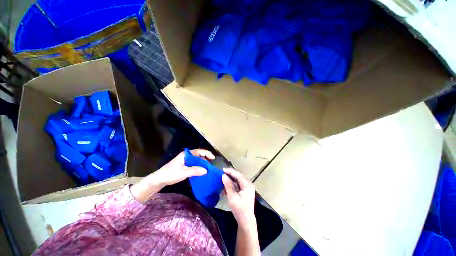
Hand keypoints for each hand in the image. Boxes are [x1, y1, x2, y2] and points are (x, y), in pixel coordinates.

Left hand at [152, 149, 213, 186]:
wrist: (159, 180)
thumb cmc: (170, 174)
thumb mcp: (183, 172)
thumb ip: (195, 170)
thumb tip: (206, 170)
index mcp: (186, 154)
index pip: (199, 151)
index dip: (206, 153)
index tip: (213, 158)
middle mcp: (187, 156)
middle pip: (199, 155)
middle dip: (206, 159)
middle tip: (211, 165)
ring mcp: (186, 161)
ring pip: (197, 161)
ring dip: (202, 164)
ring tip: (208, 169)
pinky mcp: (185, 166)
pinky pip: (194, 165)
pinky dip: (199, 167)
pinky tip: (202, 172)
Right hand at [222, 168, 255, 228]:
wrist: (245, 221)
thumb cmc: (239, 210)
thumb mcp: (232, 197)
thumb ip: (228, 185)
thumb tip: (223, 175)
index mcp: (247, 185)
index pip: (238, 175)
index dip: (230, 171)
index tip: (222, 169)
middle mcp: (248, 184)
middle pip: (238, 177)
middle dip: (230, 175)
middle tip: (221, 173)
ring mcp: (247, 188)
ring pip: (237, 180)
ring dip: (230, 180)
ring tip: (222, 179)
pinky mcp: (245, 191)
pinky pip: (237, 185)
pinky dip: (232, 185)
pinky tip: (225, 187)